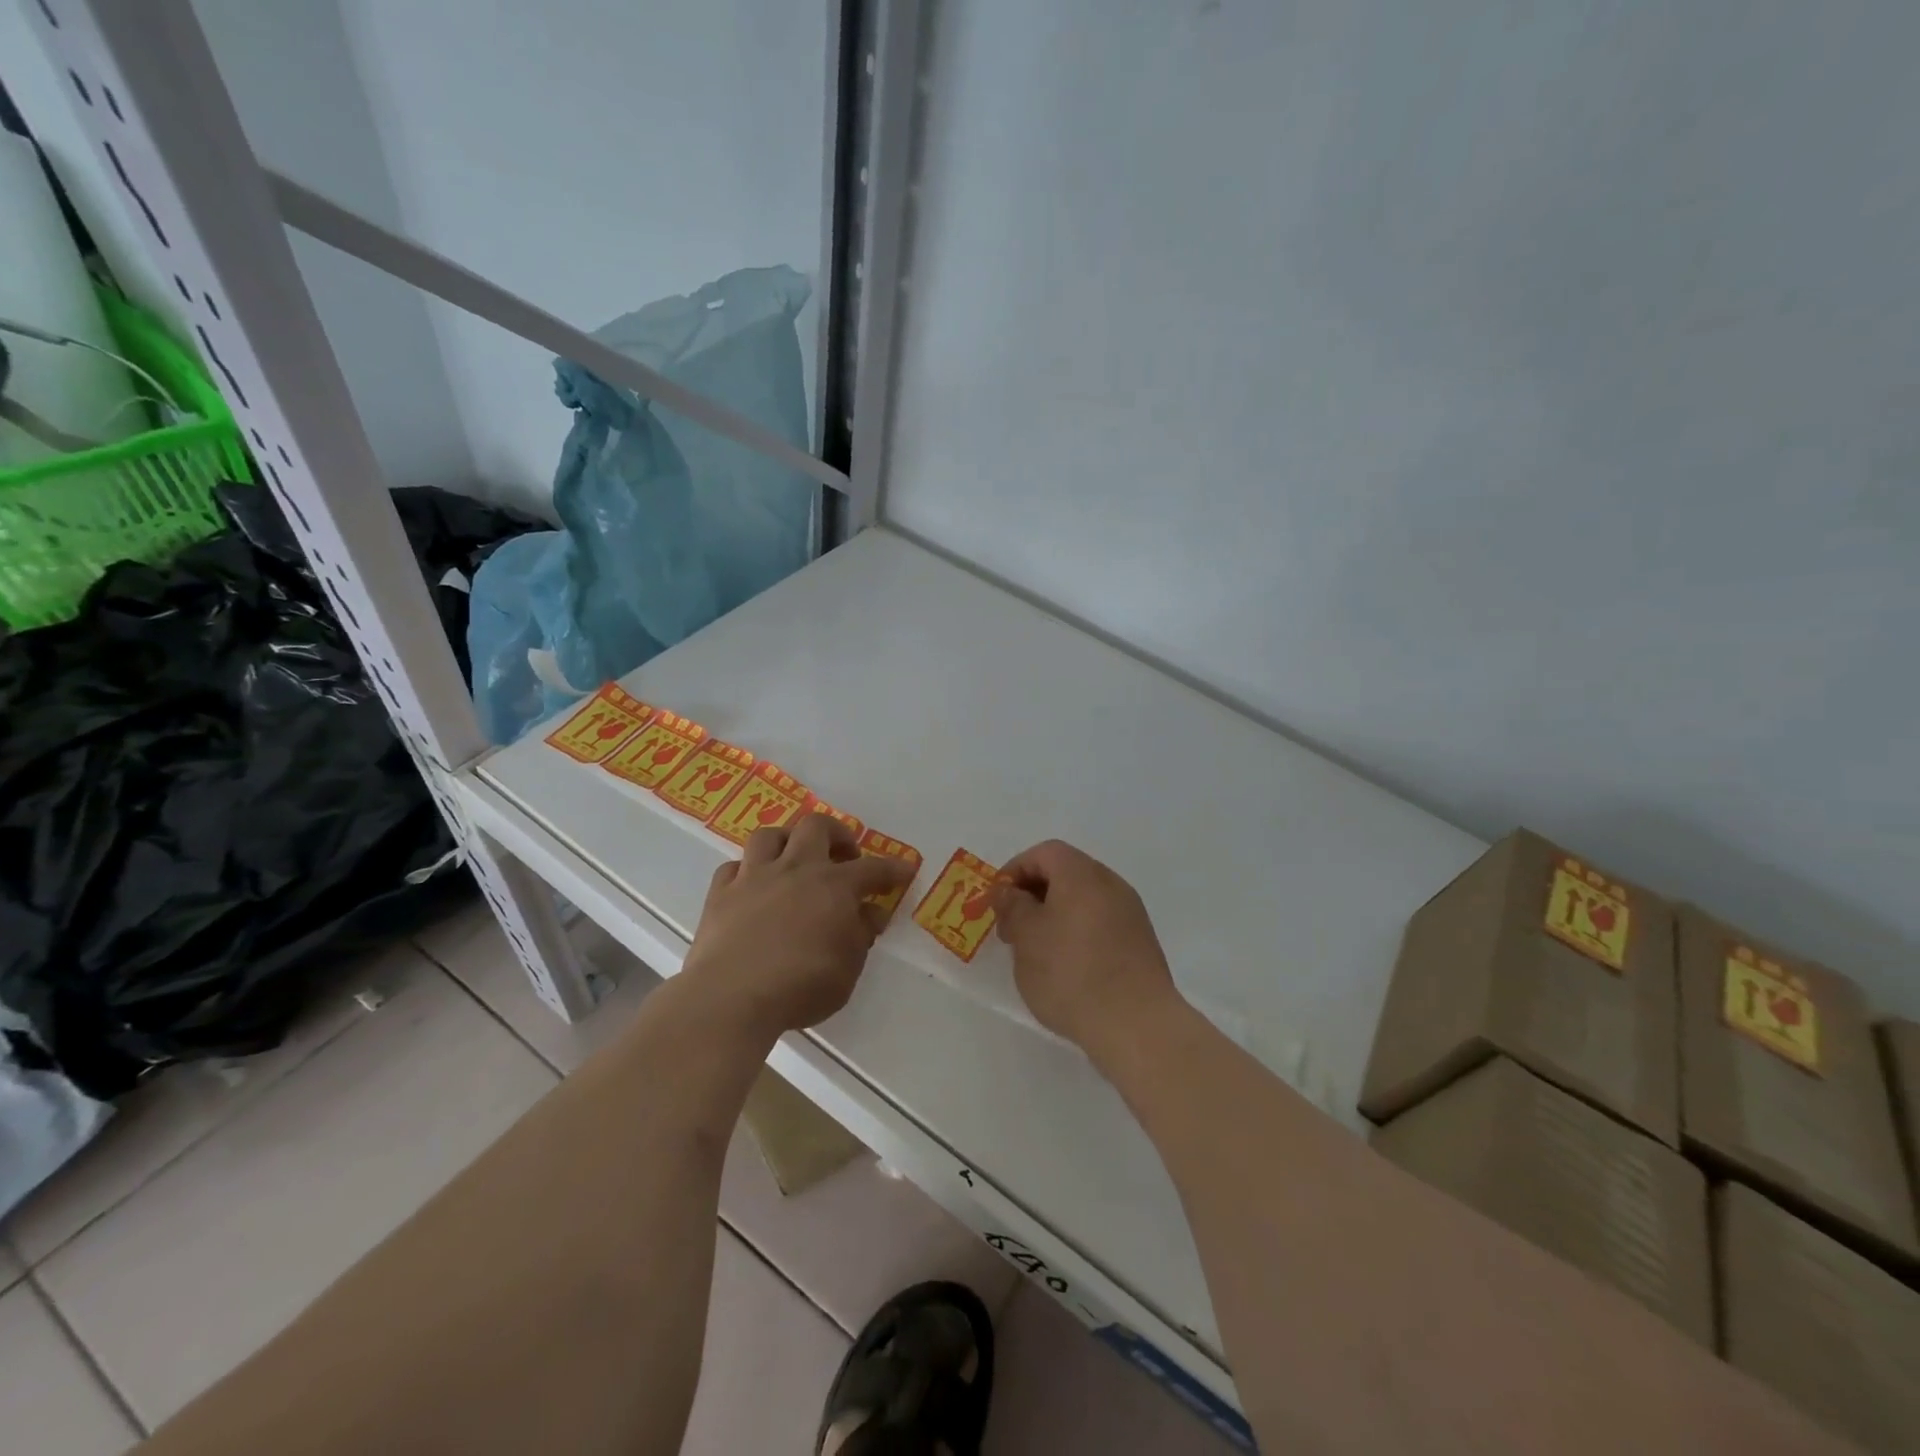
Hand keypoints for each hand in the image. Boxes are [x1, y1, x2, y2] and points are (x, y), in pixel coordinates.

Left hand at [680, 814, 916, 1043]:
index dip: (892, 869)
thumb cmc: (801, 986)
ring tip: (794, 860)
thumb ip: (860, 936)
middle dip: (836, 834)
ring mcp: (754, 877)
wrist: (731, 996)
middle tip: (844, 855)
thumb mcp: (847, 969)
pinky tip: (752, 887)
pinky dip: (746, 872)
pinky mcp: (720, 893)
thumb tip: (871, 913)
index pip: (873, 869)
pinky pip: (733, 867)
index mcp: (834, 886)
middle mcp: (795, 870)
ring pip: (769, 835)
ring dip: (787, 841)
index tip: (904, 870)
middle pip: (816, 827)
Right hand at [989, 840, 1181, 1058]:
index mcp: (1082, 874)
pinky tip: (1066, 967)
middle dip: (1033, 894)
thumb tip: (1007, 891)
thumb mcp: (1026, 937)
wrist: (1136, 1024)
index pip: (1044, 853)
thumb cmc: (1071, 973)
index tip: (997, 902)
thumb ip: (1012, 906)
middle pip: (1066, 873)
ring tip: (1035, 952)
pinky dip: (1077, 932)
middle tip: (1011, 929)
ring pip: (1083, 900)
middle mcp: (1111, 884)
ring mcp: (1131, 914)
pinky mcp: (1140, 943)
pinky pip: (1100, 923)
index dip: (1015, 870)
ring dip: (1054, 915)